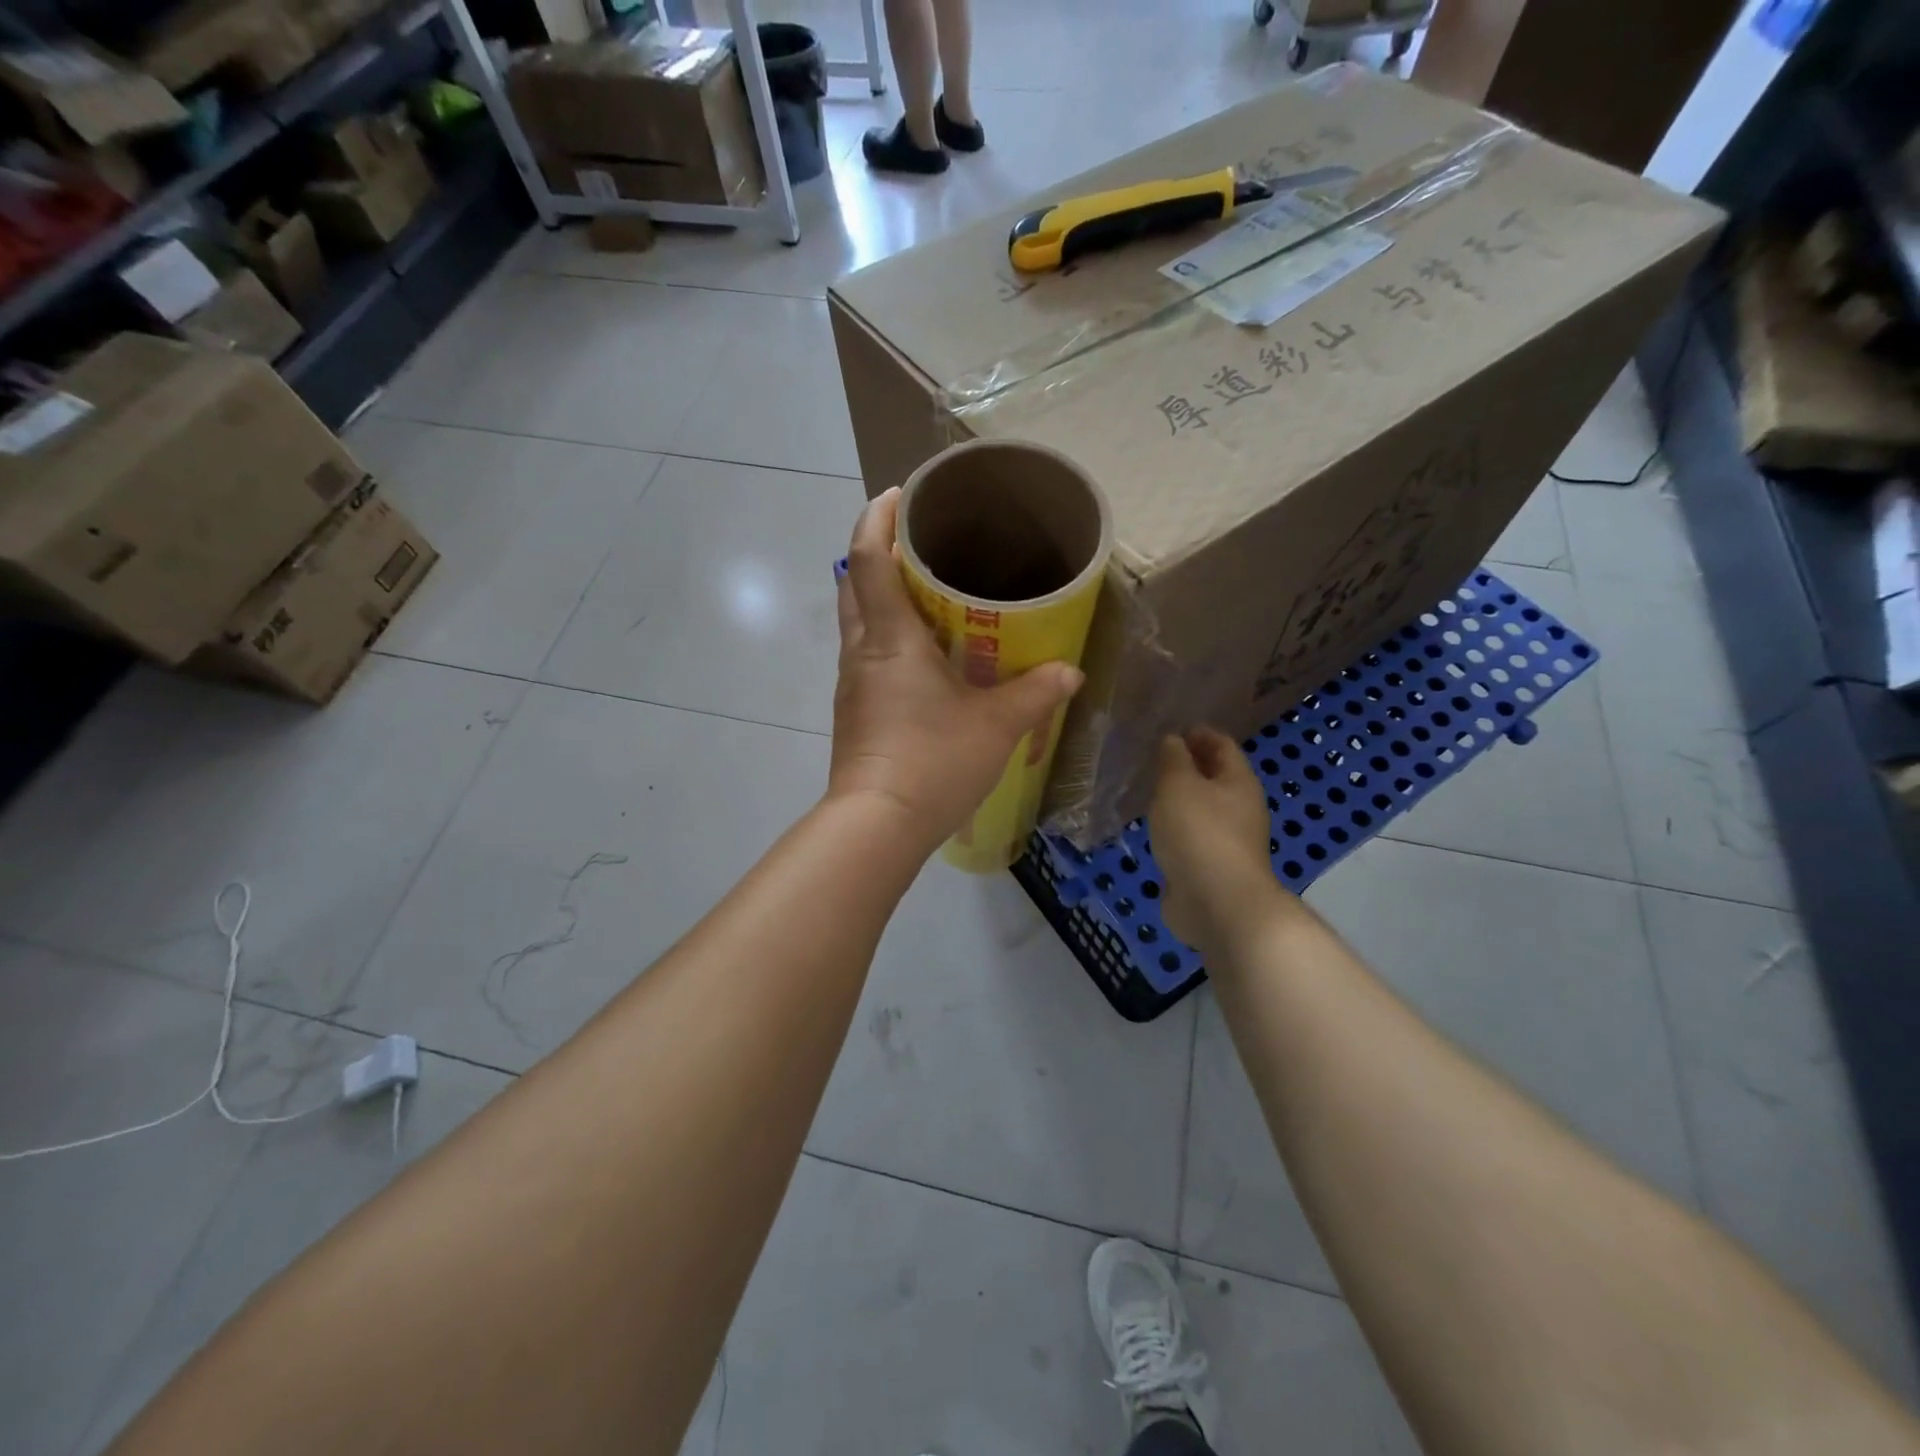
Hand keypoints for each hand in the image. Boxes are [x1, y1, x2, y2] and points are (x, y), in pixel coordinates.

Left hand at [829, 488, 1083, 855]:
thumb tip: (1069, 673)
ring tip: (925, 594)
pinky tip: (920, 657)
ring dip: (880, 597)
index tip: (899, 495)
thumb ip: (1035, 693)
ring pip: (856, 621)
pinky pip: (865, 656)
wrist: (877, 826)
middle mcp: (861, 652)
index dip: (878, 520)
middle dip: (877, 553)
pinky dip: (885, 637)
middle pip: (853, 583)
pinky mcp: (853, 711)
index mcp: (889, 638)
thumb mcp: (997, 726)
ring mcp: (852, 684)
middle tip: (920, 544)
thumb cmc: (933, 761)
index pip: (868, 559)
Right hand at [1150, 727, 1286, 950]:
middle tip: (1151, 759)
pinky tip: (1152, 829)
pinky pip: (1190, 837)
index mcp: (1239, 782)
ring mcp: (1226, 841)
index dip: (1199, 733)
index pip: (1222, 745)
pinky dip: (1174, 828)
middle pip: (1214, 778)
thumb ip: (1173, 759)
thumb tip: (1173, 740)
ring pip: (1201, 810)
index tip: (1170, 727)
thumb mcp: (1179, 785)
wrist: (1217, 904)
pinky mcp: (1210, 868)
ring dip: (1179, 800)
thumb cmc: (1199, 833)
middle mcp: (1239, 809)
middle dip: (1188, 766)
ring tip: (1147, 791)